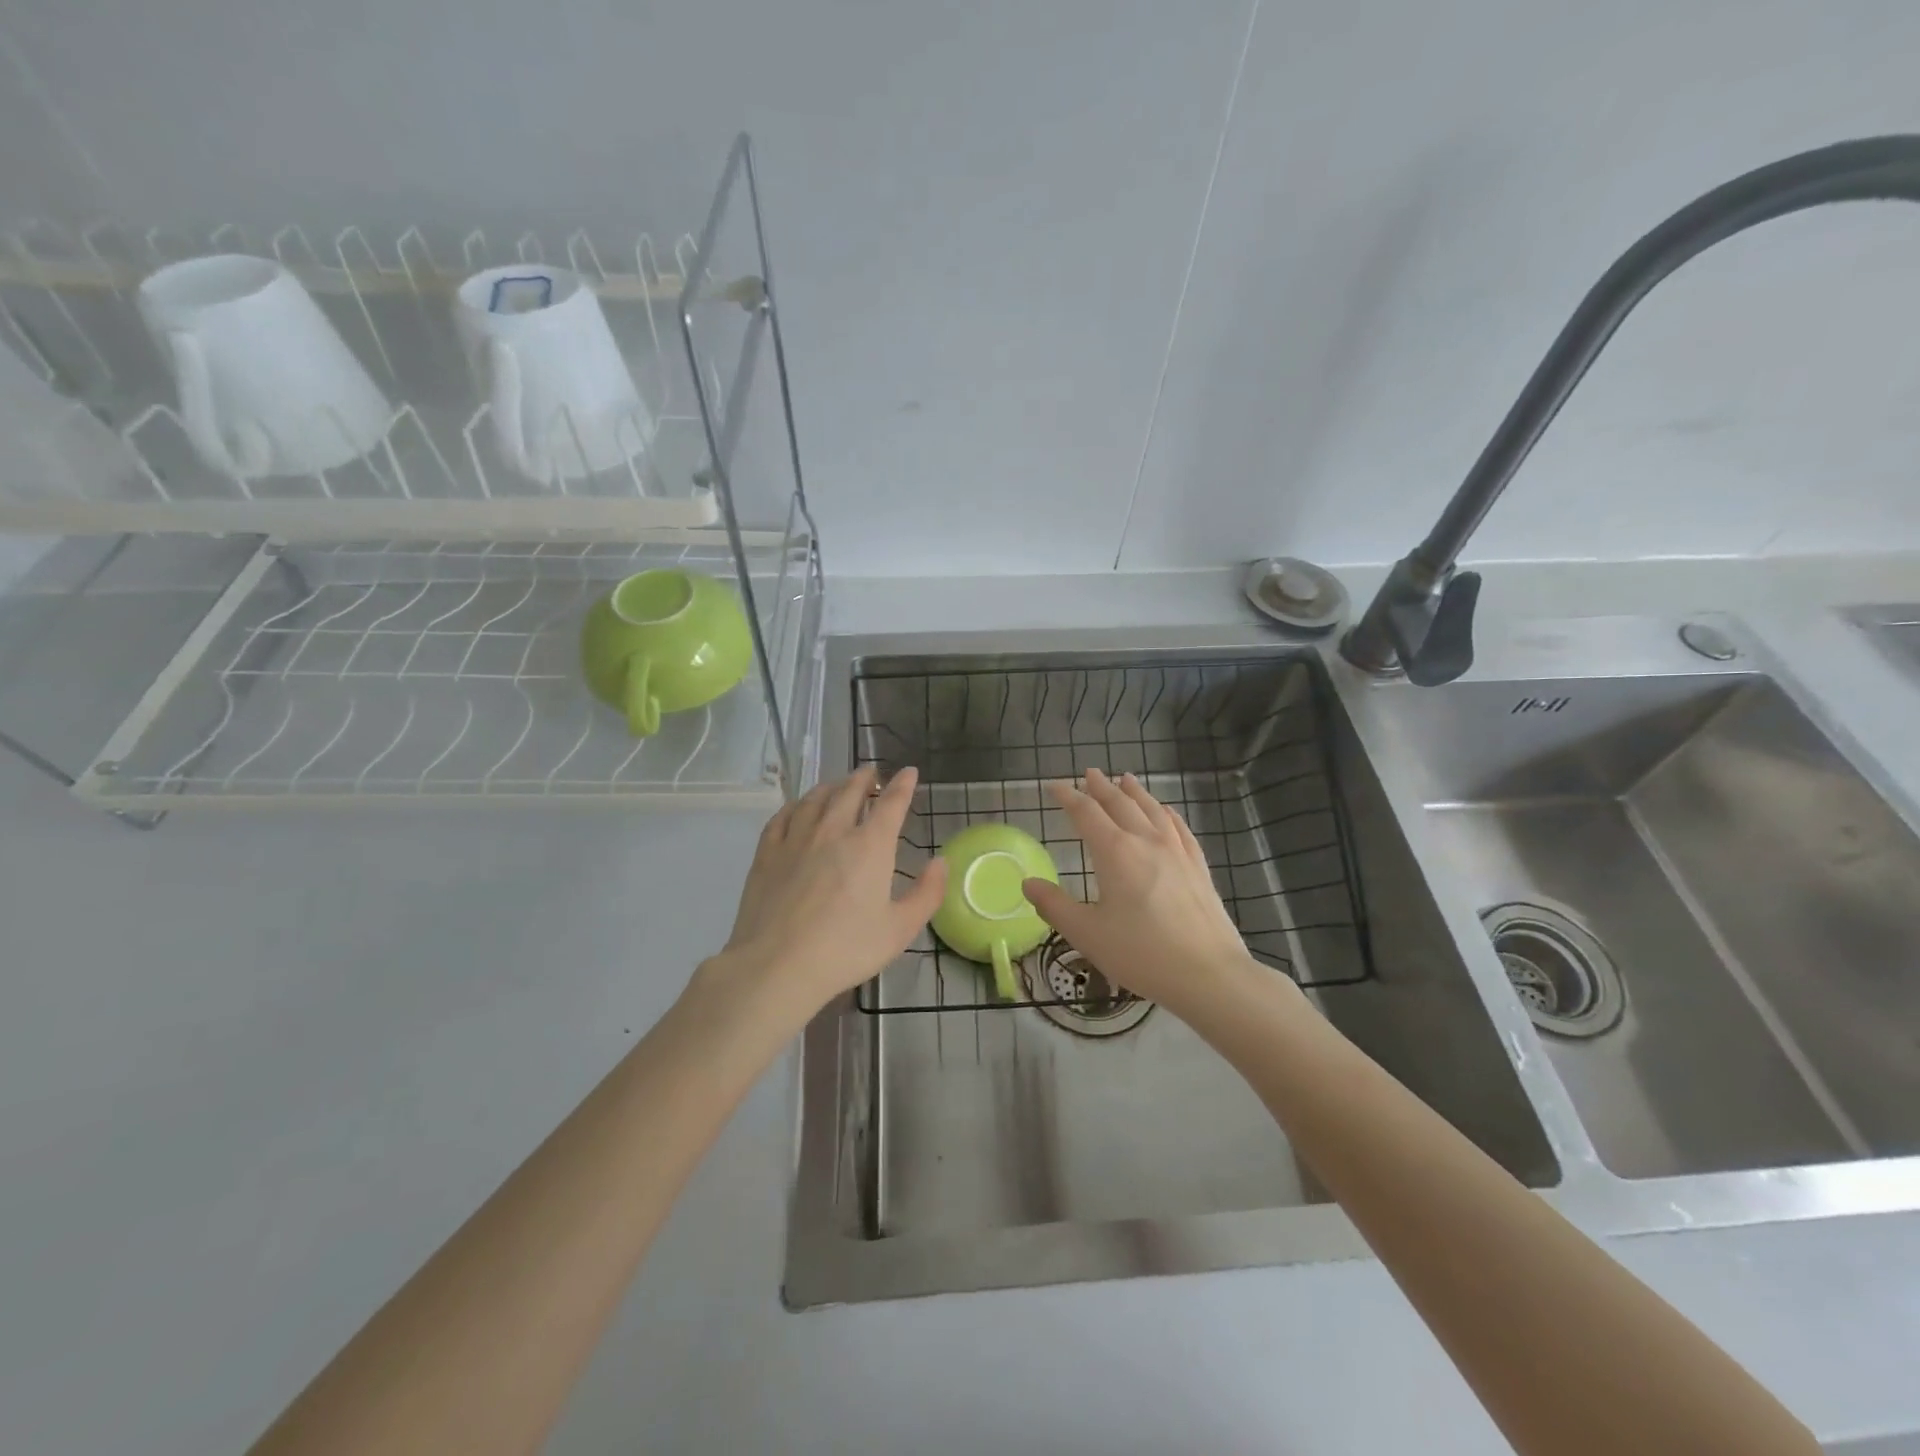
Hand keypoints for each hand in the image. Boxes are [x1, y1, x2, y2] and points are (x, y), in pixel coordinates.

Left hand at [711, 764, 945, 1018]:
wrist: (778, 965)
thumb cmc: (846, 949)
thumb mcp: (900, 929)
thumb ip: (926, 894)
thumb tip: (941, 862)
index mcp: (870, 846)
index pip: (891, 803)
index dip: (902, 785)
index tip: (908, 772)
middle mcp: (834, 831)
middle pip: (850, 791)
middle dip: (864, 778)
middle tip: (870, 773)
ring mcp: (796, 839)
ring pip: (815, 798)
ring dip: (832, 786)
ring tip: (838, 785)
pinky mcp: (767, 853)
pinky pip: (783, 816)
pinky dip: (796, 805)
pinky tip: (798, 808)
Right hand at [1021, 768, 1255, 1020]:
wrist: (1209, 974)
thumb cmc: (1141, 953)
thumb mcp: (1087, 934)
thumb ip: (1054, 906)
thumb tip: (1028, 884)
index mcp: (1115, 852)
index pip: (1086, 813)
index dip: (1068, 796)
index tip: (1055, 786)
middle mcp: (1146, 841)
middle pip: (1120, 803)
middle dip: (1101, 787)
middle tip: (1089, 773)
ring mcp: (1177, 851)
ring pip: (1152, 809)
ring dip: (1134, 792)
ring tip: (1125, 779)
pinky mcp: (1198, 866)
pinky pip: (1179, 827)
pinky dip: (1166, 812)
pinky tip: (1165, 811)